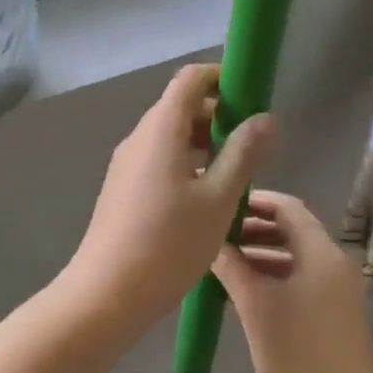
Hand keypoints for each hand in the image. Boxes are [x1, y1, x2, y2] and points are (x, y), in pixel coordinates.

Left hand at [58, 65, 274, 337]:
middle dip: (218, 114)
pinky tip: (206, 196)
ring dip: (204, 142)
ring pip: (170, 135)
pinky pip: (158, 158)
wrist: (107, 293)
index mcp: (161, 130)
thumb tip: (265, 118)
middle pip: (180, 106)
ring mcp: (127, 163)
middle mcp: (139, 137)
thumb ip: (243, 154)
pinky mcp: (123, 187)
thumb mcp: (218, 199)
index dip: (222, 78)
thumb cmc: (169, 244)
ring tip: (236, 173)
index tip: (251, 99)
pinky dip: (186, 161)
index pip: (190, 79)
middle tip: (252, 144)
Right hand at [215, 192, 372, 372]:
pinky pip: (298, 280)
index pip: (287, 207)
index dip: (253, 201)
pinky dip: (271, 277)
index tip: (218, 205)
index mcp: (323, 253)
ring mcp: (336, 291)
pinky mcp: (333, 315)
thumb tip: (209, 239)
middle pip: (290, 230)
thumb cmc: (299, 358)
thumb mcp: (256, 307)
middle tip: (212, 235)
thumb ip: (232, 267)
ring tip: (218, 263)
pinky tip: (240, 292)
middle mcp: (334, 264)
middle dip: (251, 229)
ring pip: (292, 257)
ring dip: (258, 255)